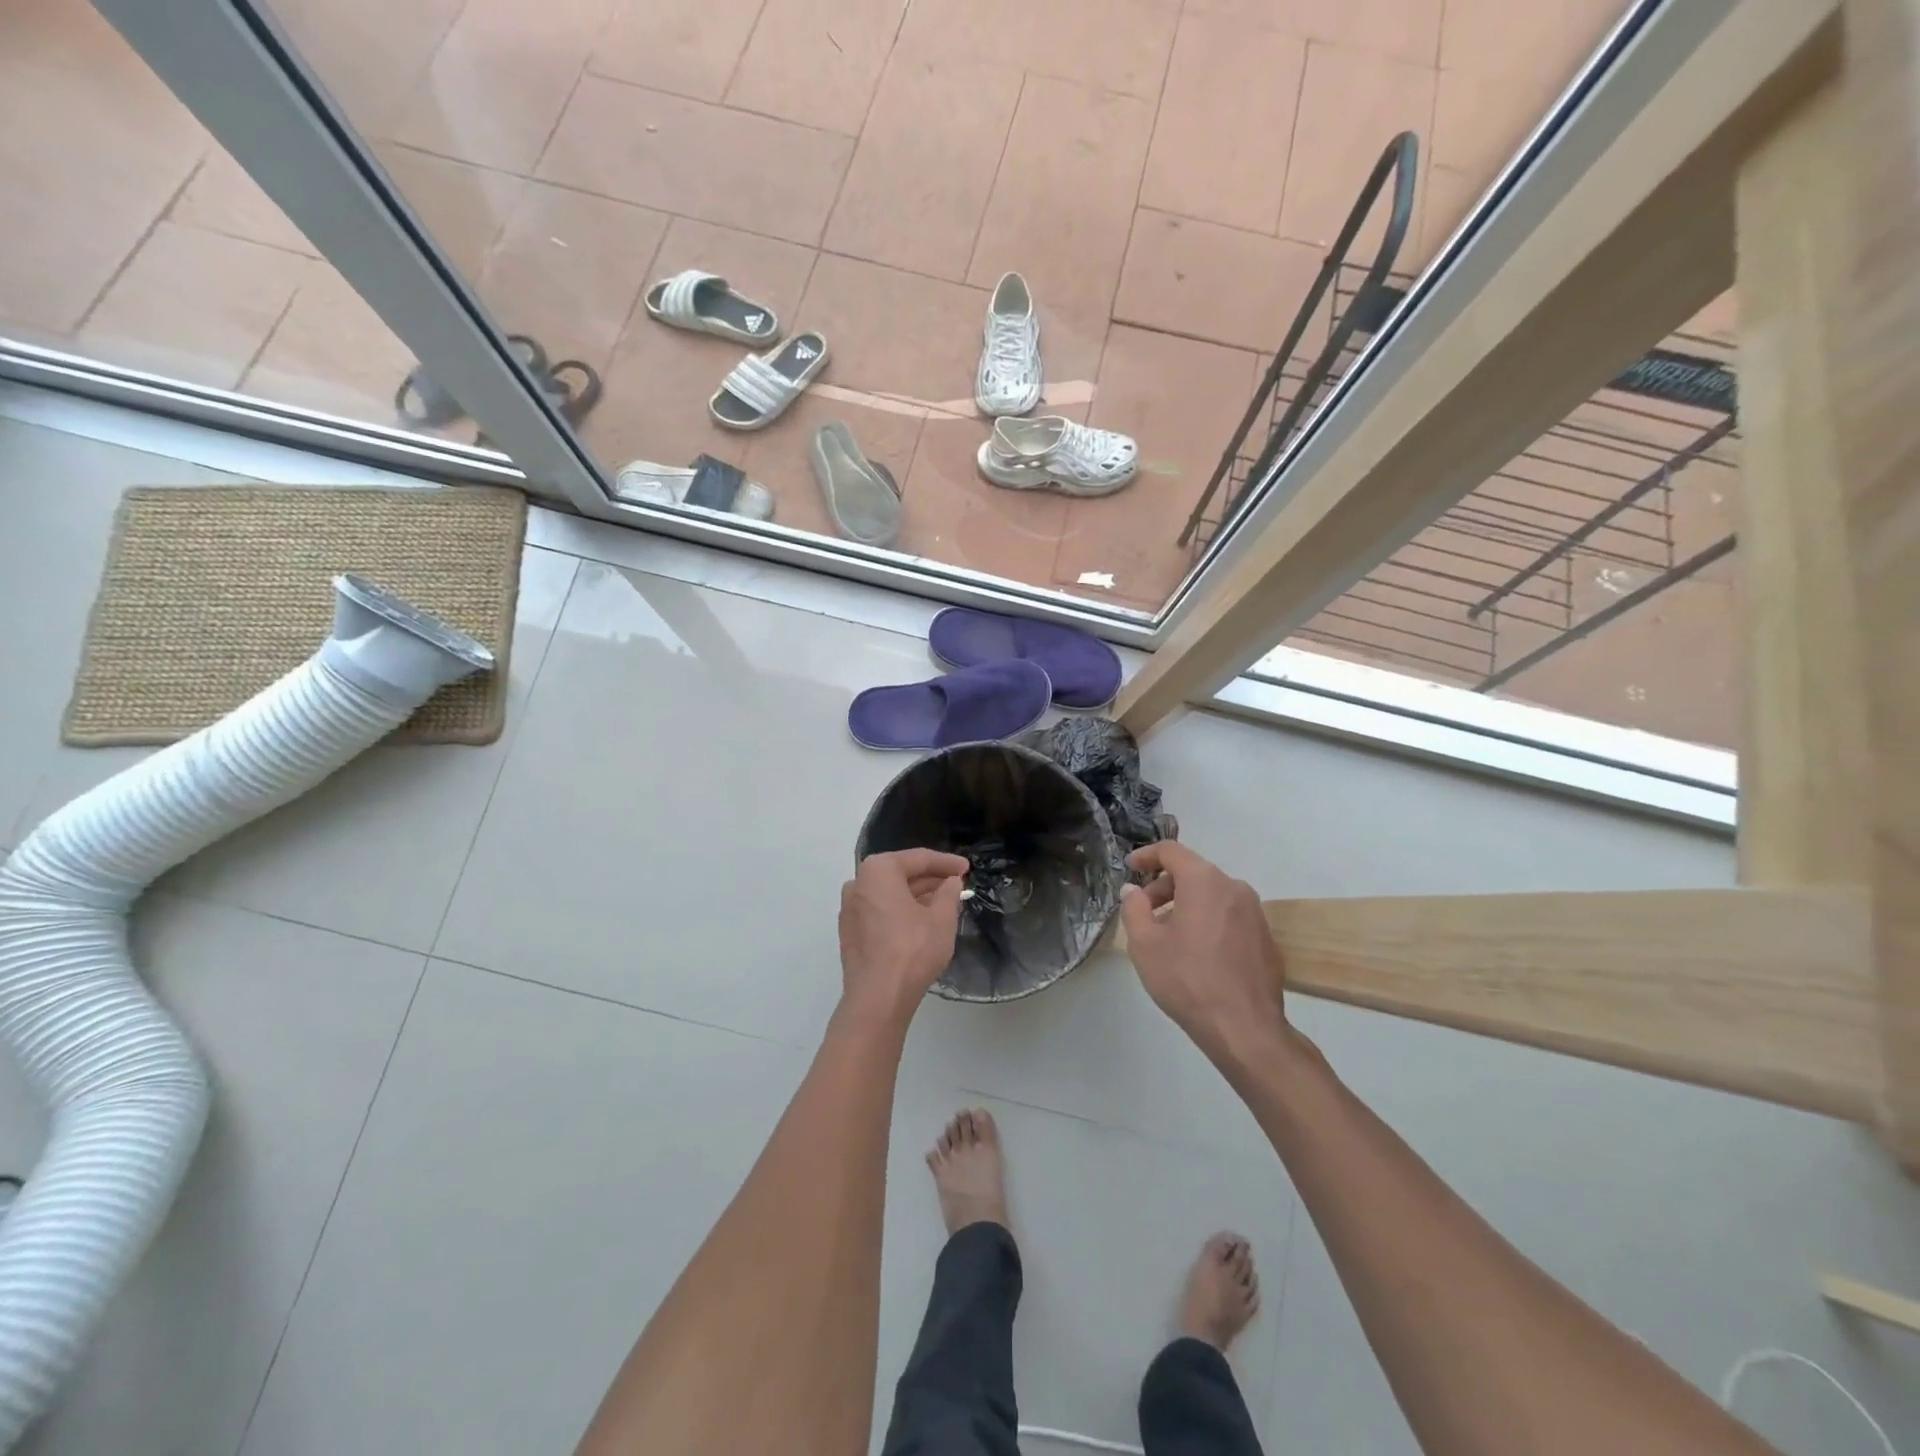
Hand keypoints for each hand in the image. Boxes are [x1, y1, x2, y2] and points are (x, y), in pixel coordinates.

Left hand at [838, 848, 969, 1024]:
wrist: (878, 998)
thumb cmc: (912, 950)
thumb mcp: (941, 918)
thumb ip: (948, 893)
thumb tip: (951, 881)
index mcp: (878, 871)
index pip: (918, 859)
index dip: (946, 863)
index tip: (967, 868)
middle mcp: (858, 883)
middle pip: (900, 874)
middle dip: (930, 879)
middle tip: (957, 884)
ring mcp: (850, 909)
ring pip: (890, 894)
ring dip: (916, 896)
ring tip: (944, 902)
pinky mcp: (850, 932)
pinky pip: (880, 911)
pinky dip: (900, 911)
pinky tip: (921, 921)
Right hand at [1120, 842, 1288, 1065]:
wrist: (1245, 1029)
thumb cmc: (1188, 980)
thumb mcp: (1145, 944)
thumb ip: (1134, 908)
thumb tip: (1133, 890)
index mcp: (1204, 882)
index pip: (1172, 851)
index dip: (1146, 856)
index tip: (1130, 868)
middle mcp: (1234, 888)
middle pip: (1193, 873)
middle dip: (1164, 887)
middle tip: (1144, 912)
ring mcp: (1255, 913)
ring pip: (1212, 896)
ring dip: (1186, 905)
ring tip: (1168, 936)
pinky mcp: (1266, 938)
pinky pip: (1229, 917)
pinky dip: (1208, 922)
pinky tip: (1197, 955)